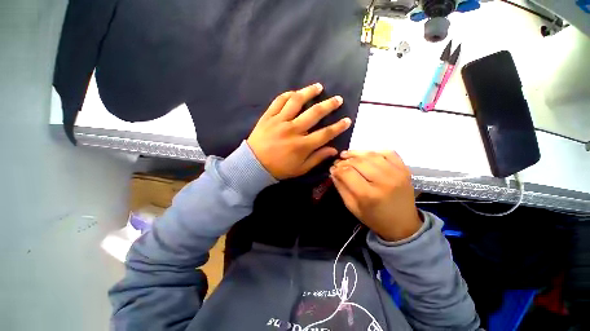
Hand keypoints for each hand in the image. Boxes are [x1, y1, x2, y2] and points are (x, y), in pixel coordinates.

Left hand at [247, 83, 351, 179]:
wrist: (253, 165)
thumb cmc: (279, 169)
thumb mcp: (300, 169)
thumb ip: (317, 158)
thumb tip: (334, 150)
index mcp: (302, 145)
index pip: (326, 133)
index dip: (338, 127)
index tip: (347, 120)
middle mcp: (293, 130)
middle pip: (314, 113)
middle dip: (329, 105)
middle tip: (337, 99)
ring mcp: (279, 121)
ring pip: (297, 101)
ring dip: (309, 92)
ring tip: (318, 87)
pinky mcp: (268, 116)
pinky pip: (279, 101)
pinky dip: (288, 95)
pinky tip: (295, 93)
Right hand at [330, 151, 421, 241]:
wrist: (403, 225)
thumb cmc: (374, 218)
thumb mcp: (352, 207)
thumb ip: (341, 188)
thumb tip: (333, 171)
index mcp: (368, 195)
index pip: (347, 172)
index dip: (337, 168)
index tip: (333, 169)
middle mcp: (383, 181)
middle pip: (358, 162)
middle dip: (345, 160)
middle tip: (339, 162)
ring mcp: (397, 173)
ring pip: (371, 155)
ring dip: (357, 153)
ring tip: (347, 155)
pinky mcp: (404, 170)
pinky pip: (388, 152)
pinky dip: (375, 151)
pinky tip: (366, 155)